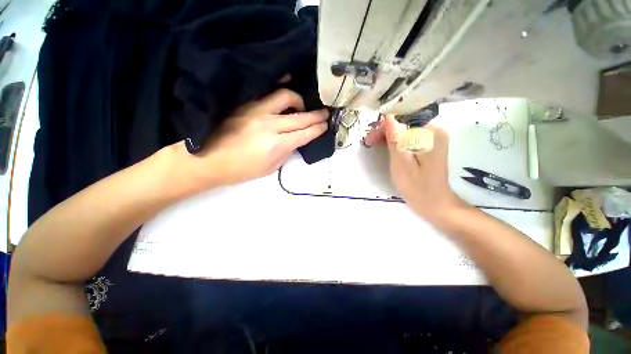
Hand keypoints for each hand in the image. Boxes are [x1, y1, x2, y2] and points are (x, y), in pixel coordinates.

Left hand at [189, 88, 328, 187]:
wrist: (208, 160)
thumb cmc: (241, 170)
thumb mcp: (270, 168)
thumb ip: (286, 153)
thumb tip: (296, 141)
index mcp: (276, 145)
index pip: (304, 134)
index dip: (317, 129)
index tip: (325, 125)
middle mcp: (269, 124)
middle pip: (300, 117)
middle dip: (316, 116)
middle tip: (325, 114)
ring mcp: (256, 111)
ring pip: (285, 97)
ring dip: (299, 101)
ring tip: (302, 108)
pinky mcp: (245, 104)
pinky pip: (267, 93)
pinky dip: (280, 91)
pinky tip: (286, 90)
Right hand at [363, 115, 463, 221]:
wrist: (434, 203)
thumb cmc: (416, 186)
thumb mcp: (401, 163)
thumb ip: (396, 139)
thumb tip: (388, 117)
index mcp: (431, 133)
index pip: (405, 117)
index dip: (386, 123)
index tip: (371, 135)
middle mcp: (434, 131)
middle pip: (405, 122)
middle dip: (386, 129)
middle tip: (369, 140)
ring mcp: (432, 139)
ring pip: (405, 129)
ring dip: (388, 134)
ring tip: (373, 143)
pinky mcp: (427, 146)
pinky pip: (409, 137)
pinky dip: (395, 140)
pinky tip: (385, 145)